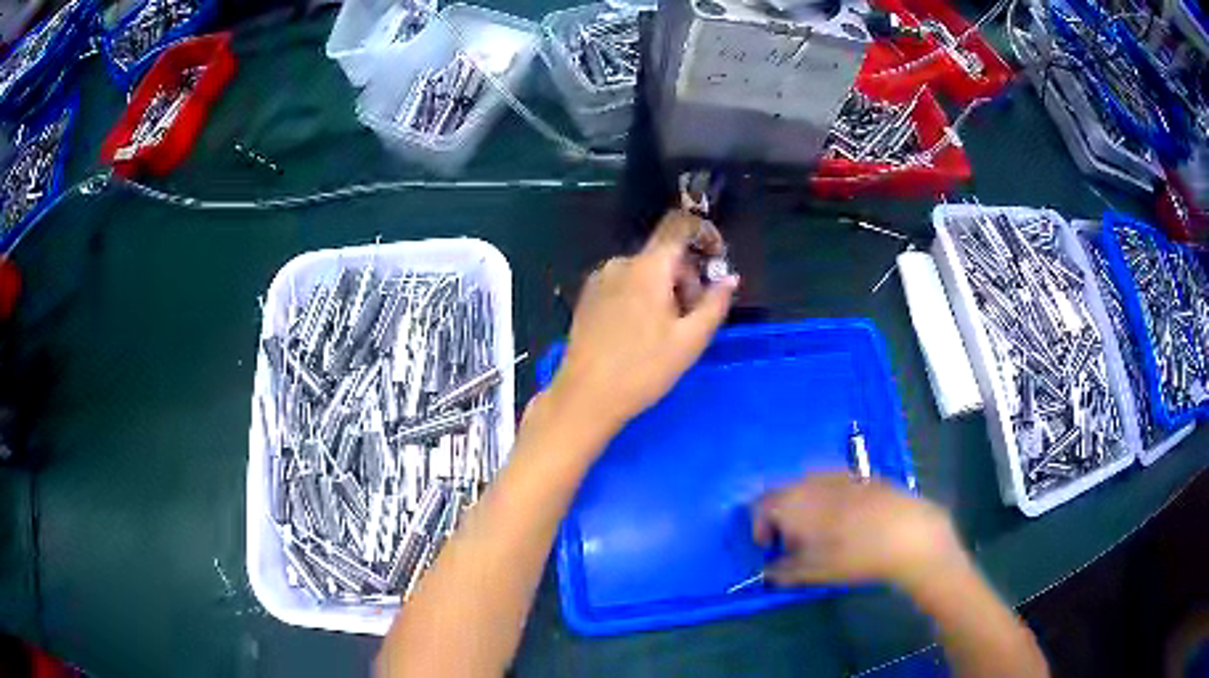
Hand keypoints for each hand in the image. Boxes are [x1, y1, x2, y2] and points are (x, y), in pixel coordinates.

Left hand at [546, 210, 738, 439]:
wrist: (585, 397)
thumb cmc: (643, 370)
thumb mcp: (690, 340)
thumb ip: (715, 303)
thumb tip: (730, 279)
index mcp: (647, 267)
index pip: (679, 226)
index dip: (704, 234)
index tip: (717, 259)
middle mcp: (620, 264)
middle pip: (664, 255)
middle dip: (687, 278)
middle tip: (693, 318)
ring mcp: (599, 280)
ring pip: (645, 271)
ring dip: (665, 290)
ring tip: (667, 332)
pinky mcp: (588, 297)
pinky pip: (625, 284)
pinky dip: (642, 296)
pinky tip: (641, 333)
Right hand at [754, 474, 965, 593]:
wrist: (907, 532)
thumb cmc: (852, 554)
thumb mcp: (812, 571)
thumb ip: (783, 571)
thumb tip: (769, 571)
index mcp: (792, 500)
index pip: (759, 506)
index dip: (759, 528)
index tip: (770, 549)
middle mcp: (810, 480)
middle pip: (784, 494)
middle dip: (782, 518)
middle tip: (794, 544)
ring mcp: (838, 473)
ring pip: (809, 488)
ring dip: (806, 509)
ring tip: (821, 535)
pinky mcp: (862, 474)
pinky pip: (833, 486)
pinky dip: (829, 502)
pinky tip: (848, 523)